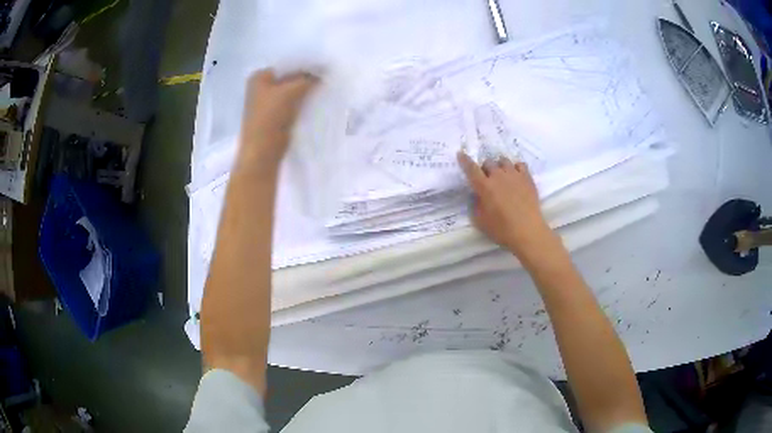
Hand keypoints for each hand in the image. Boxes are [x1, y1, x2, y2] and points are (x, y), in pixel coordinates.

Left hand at [239, 69, 318, 166]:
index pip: (287, 64)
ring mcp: (269, 102)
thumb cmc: (270, 118)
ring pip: (293, 89)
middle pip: (290, 76)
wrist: (263, 151)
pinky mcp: (277, 114)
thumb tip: (324, 72)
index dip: (305, 63)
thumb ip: (307, 79)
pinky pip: (294, 102)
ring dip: (307, 88)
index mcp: (259, 77)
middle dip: (307, 76)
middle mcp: (262, 86)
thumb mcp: (290, 92)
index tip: (324, 64)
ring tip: (327, 84)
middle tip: (328, 73)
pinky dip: (304, 100)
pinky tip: (319, 97)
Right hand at [458, 152, 560, 265]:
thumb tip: (476, 195)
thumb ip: (475, 204)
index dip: (464, 160)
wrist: (528, 231)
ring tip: (502, 176)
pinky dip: (515, 168)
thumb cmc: (501, 229)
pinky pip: (519, 164)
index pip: (471, 168)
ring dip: (499, 167)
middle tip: (487, 179)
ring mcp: (514, 175)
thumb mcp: (480, 221)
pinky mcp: (527, 178)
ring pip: (503, 161)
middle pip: (488, 162)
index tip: (461, 154)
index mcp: (484, 186)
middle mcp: (498, 176)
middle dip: (485, 169)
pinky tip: (515, 176)